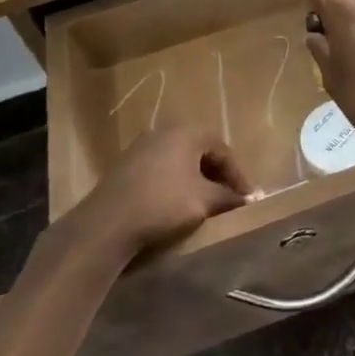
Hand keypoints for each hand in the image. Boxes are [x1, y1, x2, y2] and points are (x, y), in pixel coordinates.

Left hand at [74, 126, 255, 259]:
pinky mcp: (126, 165)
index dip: (238, 176)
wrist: (105, 224)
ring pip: (180, 160)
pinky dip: (176, 183)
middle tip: (230, 199)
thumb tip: (248, 200)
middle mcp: (164, 131)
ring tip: (206, 203)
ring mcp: (142, 147)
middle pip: (201, 151)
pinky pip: (162, 169)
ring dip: (197, 179)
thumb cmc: (163, 204)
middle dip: (218, 176)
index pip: (223, 150)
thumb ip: (228, 197)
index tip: (248, 198)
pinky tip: (178, 203)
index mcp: (187, 132)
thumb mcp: (204, 201)